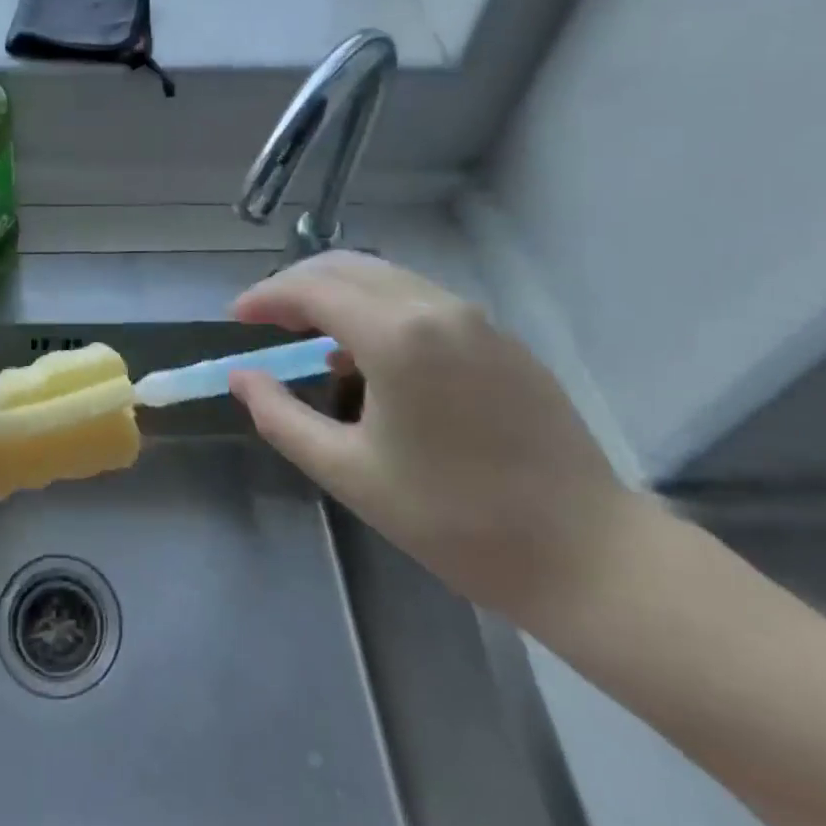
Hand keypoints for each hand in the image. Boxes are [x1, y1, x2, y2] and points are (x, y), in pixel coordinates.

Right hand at [229, 252, 641, 627]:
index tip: (236, 318)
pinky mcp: (500, 338)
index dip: (266, 296)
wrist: (589, 558)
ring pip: (385, 278)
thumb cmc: (456, 521)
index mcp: (397, 335)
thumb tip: (241, 377)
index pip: (312, 289)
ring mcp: (475, 318)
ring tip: (310, 338)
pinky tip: (370, 357)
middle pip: (347, 267)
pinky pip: (420, 300)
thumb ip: (281, 417)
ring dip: (337, 294)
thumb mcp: (350, 473)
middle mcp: (436, 307)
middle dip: (296, 285)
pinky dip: (377, 308)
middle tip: (265, 320)